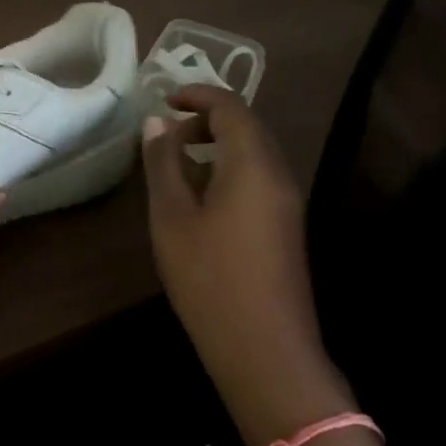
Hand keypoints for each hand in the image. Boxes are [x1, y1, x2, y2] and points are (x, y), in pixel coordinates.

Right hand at [140, 85, 352, 445]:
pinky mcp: (286, 227)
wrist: (266, 351)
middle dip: (207, 120)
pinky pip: (259, 178)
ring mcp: (288, 202)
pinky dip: (229, 170)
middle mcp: (278, 174)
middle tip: (168, 134)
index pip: (230, 106)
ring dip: (218, 146)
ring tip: (178, 166)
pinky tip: (201, 200)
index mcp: (253, 163)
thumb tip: (157, 121)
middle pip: (247, 126)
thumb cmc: (211, 278)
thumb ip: (164, 163)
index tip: (165, 98)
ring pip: (254, 154)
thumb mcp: (172, 217)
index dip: (197, 94)